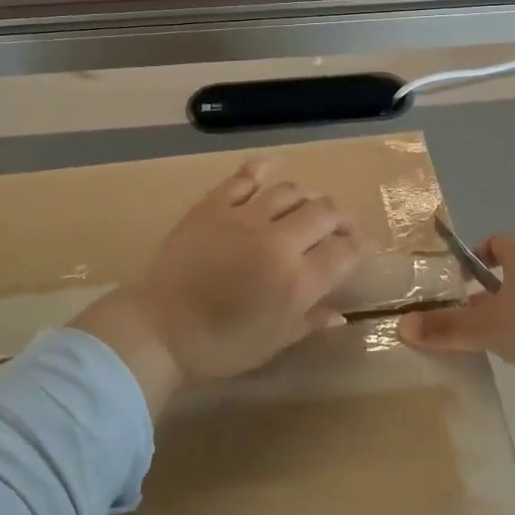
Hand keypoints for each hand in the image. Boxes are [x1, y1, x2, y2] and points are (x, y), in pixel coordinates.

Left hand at [75, 161, 361, 411]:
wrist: (160, 328)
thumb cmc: (220, 345)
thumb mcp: (273, 343)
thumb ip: (309, 322)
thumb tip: (340, 315)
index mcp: (297, 281)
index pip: (344, 251)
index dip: (355, 248)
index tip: (352, 251)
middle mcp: (279, 242)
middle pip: (325, 213)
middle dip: (340, 219)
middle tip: (337, 228)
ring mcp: (246, 218)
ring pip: (292, 191)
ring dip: (308, 197)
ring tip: (307, 206)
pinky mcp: (215, 205)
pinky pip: (246, 176)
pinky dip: (263, 169)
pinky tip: (272, 169)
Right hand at [399, 236, 514, 409]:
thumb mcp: (487, 327)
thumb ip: (446, 328)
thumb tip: (401, 325)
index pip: (496, 243)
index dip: (475, 255)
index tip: (458, 279)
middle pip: (508, 275)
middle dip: (484, 295)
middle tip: (462, 318)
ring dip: (506, 316)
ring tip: (485, 342)